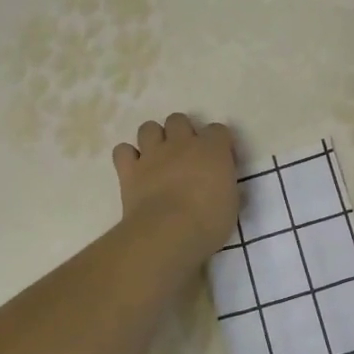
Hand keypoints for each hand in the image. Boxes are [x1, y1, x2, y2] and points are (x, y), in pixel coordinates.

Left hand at [112, 114, 237, 261]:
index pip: (218, 130)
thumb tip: (221, 186)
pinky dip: (127, 157)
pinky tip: (134, 169)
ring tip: (158, 158)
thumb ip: (225, 186)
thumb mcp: (231, 205)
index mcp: (212, 150)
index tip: (219, 161)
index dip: (218, 143)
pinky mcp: (129, 170)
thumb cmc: (208, 222)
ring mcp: (152, 154)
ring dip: (153, 139)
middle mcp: (181, 143)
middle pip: (178, 120)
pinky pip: (123, 150)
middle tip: (185, 156)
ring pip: (148, 128)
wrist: (168, 234)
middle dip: (181, 133)